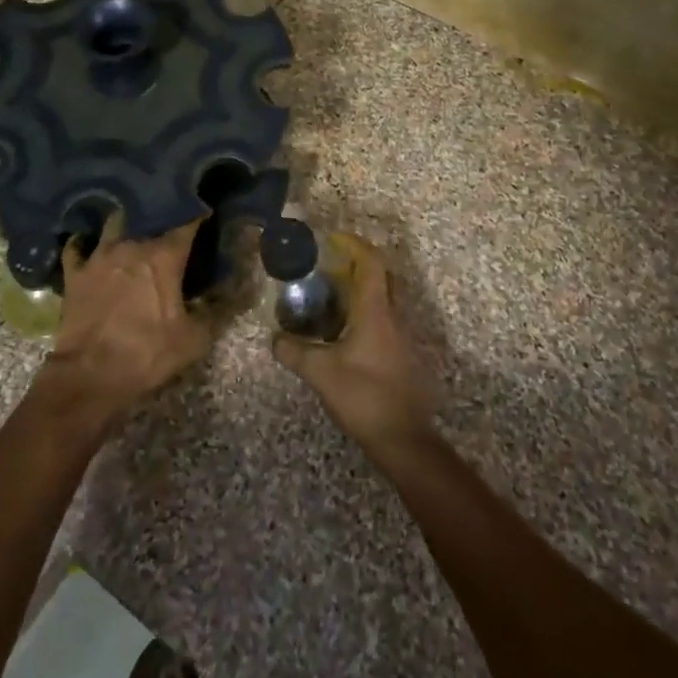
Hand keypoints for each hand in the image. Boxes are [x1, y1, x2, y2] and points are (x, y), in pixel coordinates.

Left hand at [37, 216, 211, 429]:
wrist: (89, 376)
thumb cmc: (146, 354)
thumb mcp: (194, 339)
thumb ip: (218, 309)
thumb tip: (242, 287)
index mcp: (164, 256)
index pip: (187, 221)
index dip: (199, 212)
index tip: (207, 209)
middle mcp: (131, 245)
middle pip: (148, 215)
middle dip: (161, 212)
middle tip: (169, 217)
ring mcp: (98, 256)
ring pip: (112, 223)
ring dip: (124, 222)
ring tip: (131, 224)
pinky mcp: (74, 273)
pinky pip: (77, 247)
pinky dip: (83, 243)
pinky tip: (88, 245)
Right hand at [273, 237, 436, 454]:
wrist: (404, 439)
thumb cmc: (364, 396)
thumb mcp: (321, 373)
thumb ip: (294, 352)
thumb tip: (274, 339)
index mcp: (376, 311)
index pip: (371, 263)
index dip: (354, 245)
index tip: (333, 239)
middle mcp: (392, 317)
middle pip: (382, 276)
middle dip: (358, 264)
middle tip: (330, 265)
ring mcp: (400, 337)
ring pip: (383, 299)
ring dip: (361, 290)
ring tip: (330, 296)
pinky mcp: (401, 356)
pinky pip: (383, 319)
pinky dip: (364, 312)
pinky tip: (343, 331)